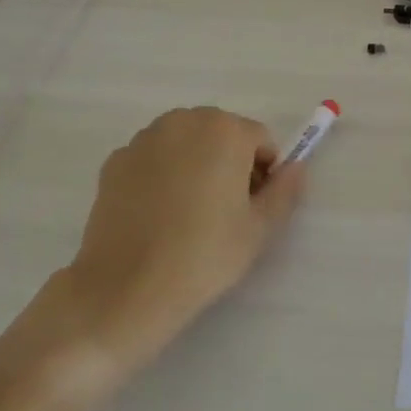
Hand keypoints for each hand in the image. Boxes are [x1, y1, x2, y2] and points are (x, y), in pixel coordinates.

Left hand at [0, 108, 305, 404]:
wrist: (126, 289)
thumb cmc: (205, 254)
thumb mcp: (260, 228)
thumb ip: (286, 190)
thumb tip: (295, 168)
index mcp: (224, 129)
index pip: (260, 140)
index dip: (264, 173)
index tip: (253, 207)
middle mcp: (183, 121)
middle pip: (220, 134)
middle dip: (229, 162)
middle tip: (224, 211)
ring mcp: (143, 139)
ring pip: (185, 144)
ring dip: (195, 165)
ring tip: (188, 214)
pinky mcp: (115, 161)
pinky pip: (153, 160)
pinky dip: (161, 176)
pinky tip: (157, 216)